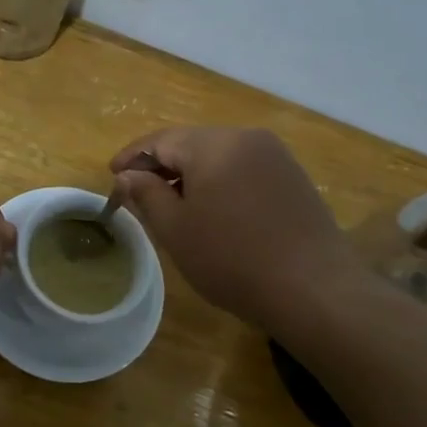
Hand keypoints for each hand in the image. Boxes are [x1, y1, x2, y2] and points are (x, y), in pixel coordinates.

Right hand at [108, 127, 353, 329]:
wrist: (314, 288)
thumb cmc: (232, 259)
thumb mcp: (176, 230)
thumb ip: (147, 195)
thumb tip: (129, 175)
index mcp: (214, 144)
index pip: (161, 140)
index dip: (133, 158)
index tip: (111, 176)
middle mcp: (246, 138)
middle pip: (191, 144)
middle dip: (161, 166)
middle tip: (138, 194)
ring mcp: (275, 156)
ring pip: (218, 157)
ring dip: (191, 175)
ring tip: (172, 206)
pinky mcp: (293, 177)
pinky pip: (243, 169)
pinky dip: (220, 183)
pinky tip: (213, 211)